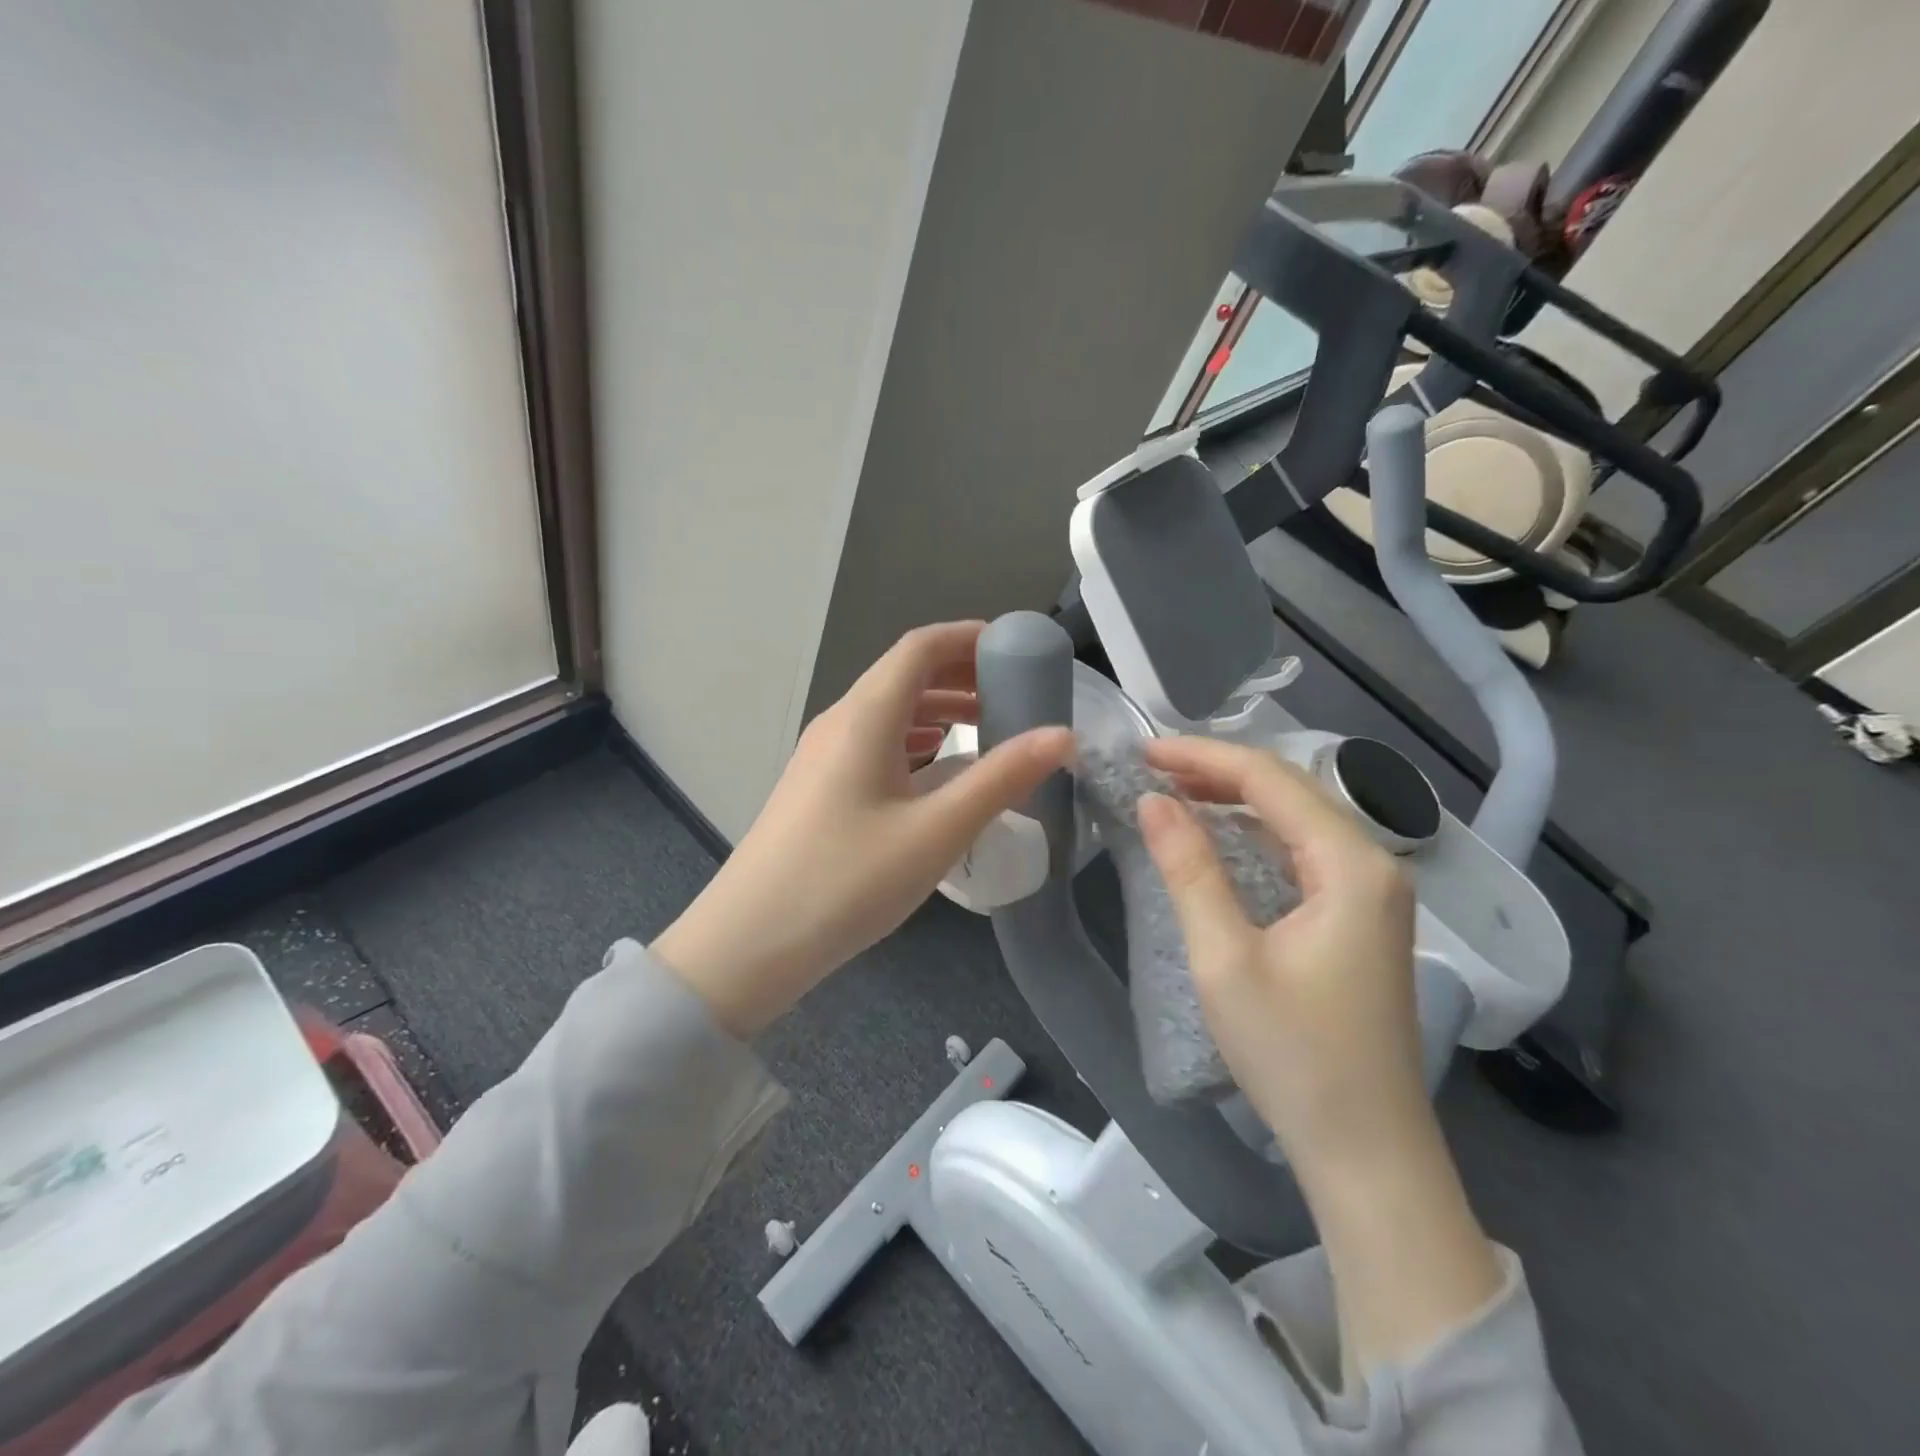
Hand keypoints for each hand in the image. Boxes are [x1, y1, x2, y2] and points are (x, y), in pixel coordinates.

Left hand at [652, 622, 1072, 1037]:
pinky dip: (916, 743)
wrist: (749, 943)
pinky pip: (874, 745)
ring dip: (939, 710)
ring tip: (988, 729)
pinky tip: (939, 773)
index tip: (1017, 648)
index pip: (920, 647)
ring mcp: (822, 757)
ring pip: (889, 712)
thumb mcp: (936, 831)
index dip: (969, 637)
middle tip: (1015, 693)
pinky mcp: (818, 789)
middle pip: (904, 675)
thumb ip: (1002, 779)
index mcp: (864, 716)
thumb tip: (1062, 735)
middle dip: (961, 675)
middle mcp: (840, 723)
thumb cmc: (847, 881)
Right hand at [1137, 737, 1502, 1371]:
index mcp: (1351, 864)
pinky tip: (1218, 835)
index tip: (1144, 751)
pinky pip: (1302, 851)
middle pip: (1289, 790)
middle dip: (1218, 770)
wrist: (1366, 1150)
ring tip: (1174, 790)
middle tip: (1151, 767)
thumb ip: (1190, 870)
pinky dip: (1254, 832)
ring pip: (1297, 818)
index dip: (1202, 757)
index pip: (1270, 779)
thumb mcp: (1224, 959)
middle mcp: (1373, 864)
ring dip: (1235, 798)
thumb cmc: (1293, 1055)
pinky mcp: (1359, 917)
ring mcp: (1372, 892)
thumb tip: (1153, 801)